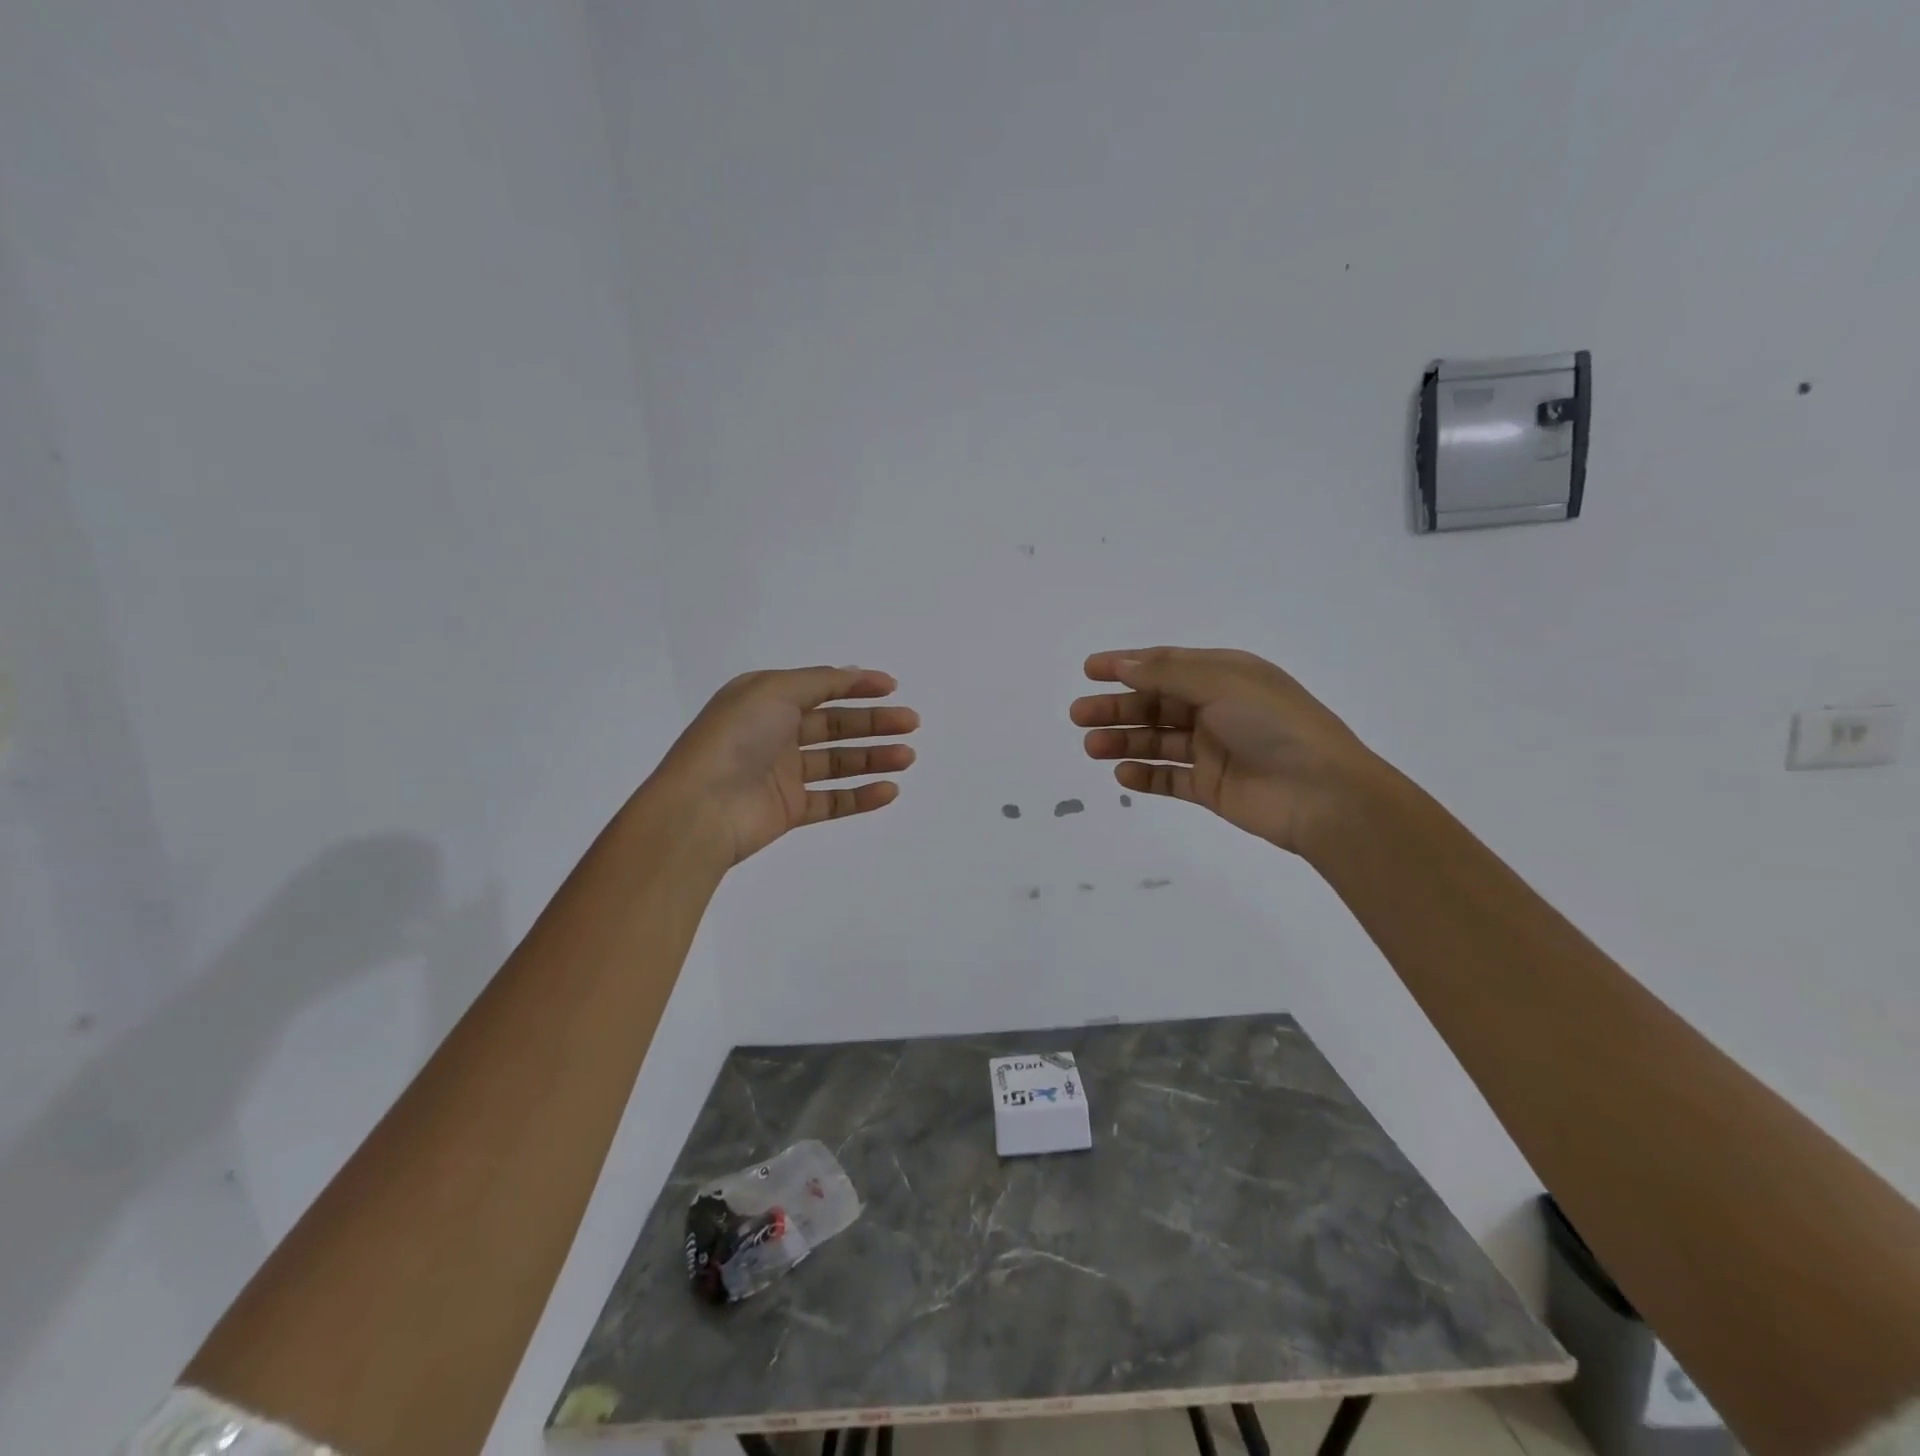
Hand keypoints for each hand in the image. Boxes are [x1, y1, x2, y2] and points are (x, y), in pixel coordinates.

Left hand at [648, 666, 918, 867]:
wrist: (701, 808)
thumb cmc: (736, 739)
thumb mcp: (774, 690)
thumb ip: (818, 681)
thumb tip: (851, 673)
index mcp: (766, 700)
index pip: (820, 688)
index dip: (856, 686)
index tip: (892, 688)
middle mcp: (775, 733)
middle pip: (835, 725)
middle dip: (874, 722)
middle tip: (911, 724)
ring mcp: (783, 774)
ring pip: (838, 762)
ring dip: (875, 757)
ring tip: (908, 757)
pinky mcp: (789, 809)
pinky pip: (832, 801)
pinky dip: (861, 796)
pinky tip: (889, 789)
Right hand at [1071, 647, 1376, 856]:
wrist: (1323, 795)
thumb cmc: (1275, 725)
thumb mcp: (1222, 683)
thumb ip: (1168, 673)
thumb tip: (1124, 665)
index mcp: (1225, 676)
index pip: (1166, 664)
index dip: (1126, 664)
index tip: (1089, 670)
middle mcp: (1217, 708)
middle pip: (1155, 703)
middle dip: (1117, 707)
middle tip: (1079, 714)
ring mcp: (1214, 749)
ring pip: (1157, 740)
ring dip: (1124, 740)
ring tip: (1091, 746)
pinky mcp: (1211, 787)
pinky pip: (1170, 778)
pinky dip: (1145, 775)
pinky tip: (1122, 773)